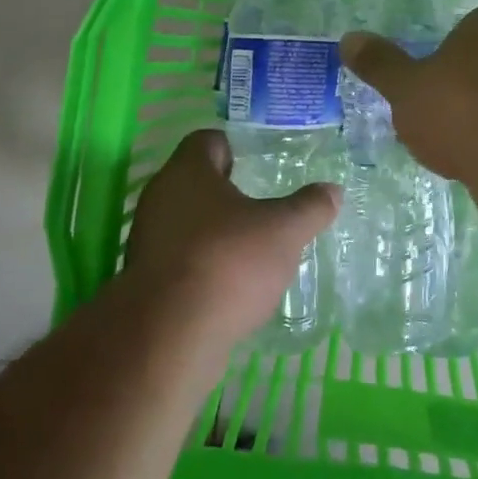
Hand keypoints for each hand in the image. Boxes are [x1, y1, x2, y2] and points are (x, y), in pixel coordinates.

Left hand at [124, 129, 339, 349]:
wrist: (169, 338)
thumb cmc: (228, 262)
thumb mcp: (284, 231)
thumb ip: (310, 207)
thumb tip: (333, 190)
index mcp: (187, 171)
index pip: (208, 140)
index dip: (236, 148)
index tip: (262, 164)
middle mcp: (160, 197)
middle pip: (197, 182)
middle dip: (230, 192)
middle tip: (266, 204)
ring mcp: (147, 240)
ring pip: (187, 222)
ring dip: (216, 230)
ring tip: (254, 246)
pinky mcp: (144, 280)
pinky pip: (180, 258)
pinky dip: (204, 263)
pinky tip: (232, 282)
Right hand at [340, 4, 477, 181]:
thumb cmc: (460, 108)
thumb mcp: (405, 86)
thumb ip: (379, 64)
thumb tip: (349, 38)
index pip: (461, 29)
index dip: (437, 56)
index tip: (419, 84)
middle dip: (455, 89)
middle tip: (427, 115)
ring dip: (473, 119)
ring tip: (447, 145)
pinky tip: (472, 163)